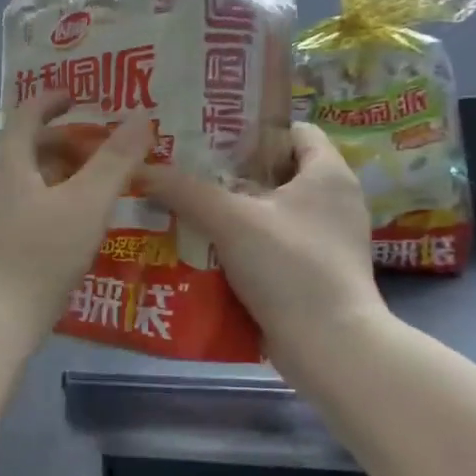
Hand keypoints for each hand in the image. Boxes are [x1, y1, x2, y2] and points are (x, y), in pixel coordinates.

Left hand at [0, 90, 154, 348]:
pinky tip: (52, 233)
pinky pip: (5, 211)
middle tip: (92, 154)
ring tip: (79, 194)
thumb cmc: (39, 259)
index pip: (26, 114)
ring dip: (45, 177)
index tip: (76, 98)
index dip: (52, 100)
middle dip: (56, 144)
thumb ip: (115, 160)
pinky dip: (32, 206)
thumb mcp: (87, 206)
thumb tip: (140, 115)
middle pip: (19, 149)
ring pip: (12, 182)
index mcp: (5, 163)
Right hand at [141, 123, 386, 365]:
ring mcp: (325, 239)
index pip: (293, 130)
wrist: (330, 347)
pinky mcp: (314, 271)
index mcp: (328, 175)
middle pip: (276, 170)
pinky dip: (242, 241)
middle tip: (185, 169)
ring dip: (232, 208)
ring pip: (270, 209)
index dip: (252, 128)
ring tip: (186, 204)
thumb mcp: (230, 221)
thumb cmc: (289, 267)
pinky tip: (204, 246)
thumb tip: (142, 168)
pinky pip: (272, 242)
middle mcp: (334, 201)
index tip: (209, 134)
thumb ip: (184, 190)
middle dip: (230, 170)